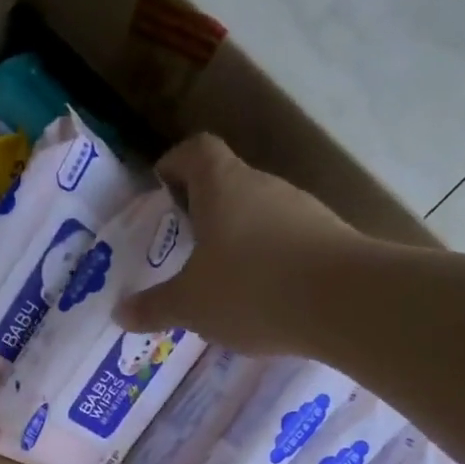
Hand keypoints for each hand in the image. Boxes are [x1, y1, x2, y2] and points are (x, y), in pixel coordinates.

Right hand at [116, 134, 359, 354]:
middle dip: (204, 208)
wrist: (345, 303)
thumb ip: (154, 307)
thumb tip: (119, 313)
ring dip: (239, 237)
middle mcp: (264, 186)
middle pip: (228, 182)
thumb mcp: (190, 305)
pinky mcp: (330, 238)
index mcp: (222, 186)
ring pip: (260, 214)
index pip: (196, 150)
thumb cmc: (250, 289)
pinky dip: (269, 261)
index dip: (175, 162)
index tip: (161, 184)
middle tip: (184, 243)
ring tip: (221, 278)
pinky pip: (287, 242)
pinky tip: (263, 298)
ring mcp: (302, 210)